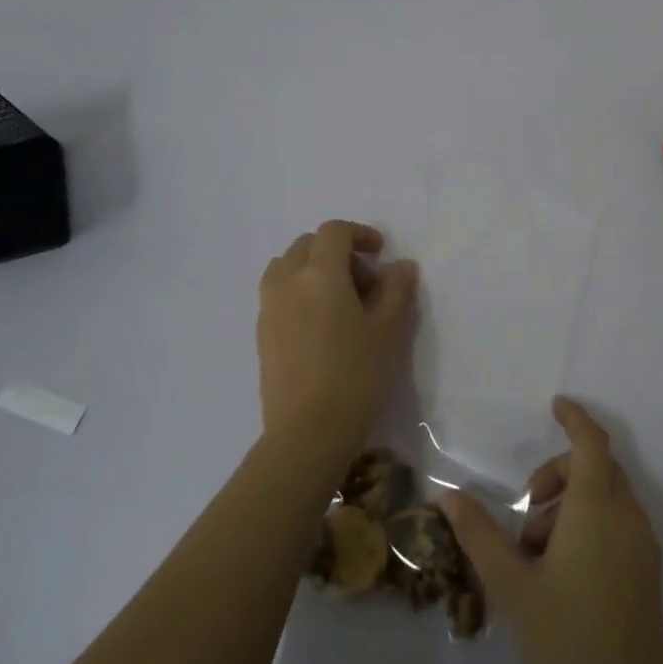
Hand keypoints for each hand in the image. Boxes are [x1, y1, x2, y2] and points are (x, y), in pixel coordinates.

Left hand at [257, 220, 418, 465]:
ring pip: (287, 267)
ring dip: (313, 269)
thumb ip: (397, 289)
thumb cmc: (356, 375)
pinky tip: (320, 325)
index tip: (380, 253)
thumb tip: (401, 265)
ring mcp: (268, 307)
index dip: (360, 233)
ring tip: (338, 300)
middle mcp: (287, 281)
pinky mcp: (261, 333)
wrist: (308, 431)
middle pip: (307, 245)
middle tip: (364, 281)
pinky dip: (299, 291)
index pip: (334, 232)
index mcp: (319, 273)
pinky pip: (278, 293)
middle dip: (337, 252)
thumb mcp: (389, 330)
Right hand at [440, 397, 662, 663]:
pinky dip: (590, 524)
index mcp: (596, 509)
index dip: (575, 418)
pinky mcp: (648, 571)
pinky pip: (618, 523)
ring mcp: (643, 545)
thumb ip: (479, 533)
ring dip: (572, 503)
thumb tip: (447, 494)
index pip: (591, 443)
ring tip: (537, 554)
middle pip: (598, 468)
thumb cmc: (564, 637)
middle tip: (527, 513)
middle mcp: (627, 517)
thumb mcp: (511, 583)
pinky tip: (562, 571)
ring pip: (608, 497)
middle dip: (559, 473)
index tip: (555, 405)